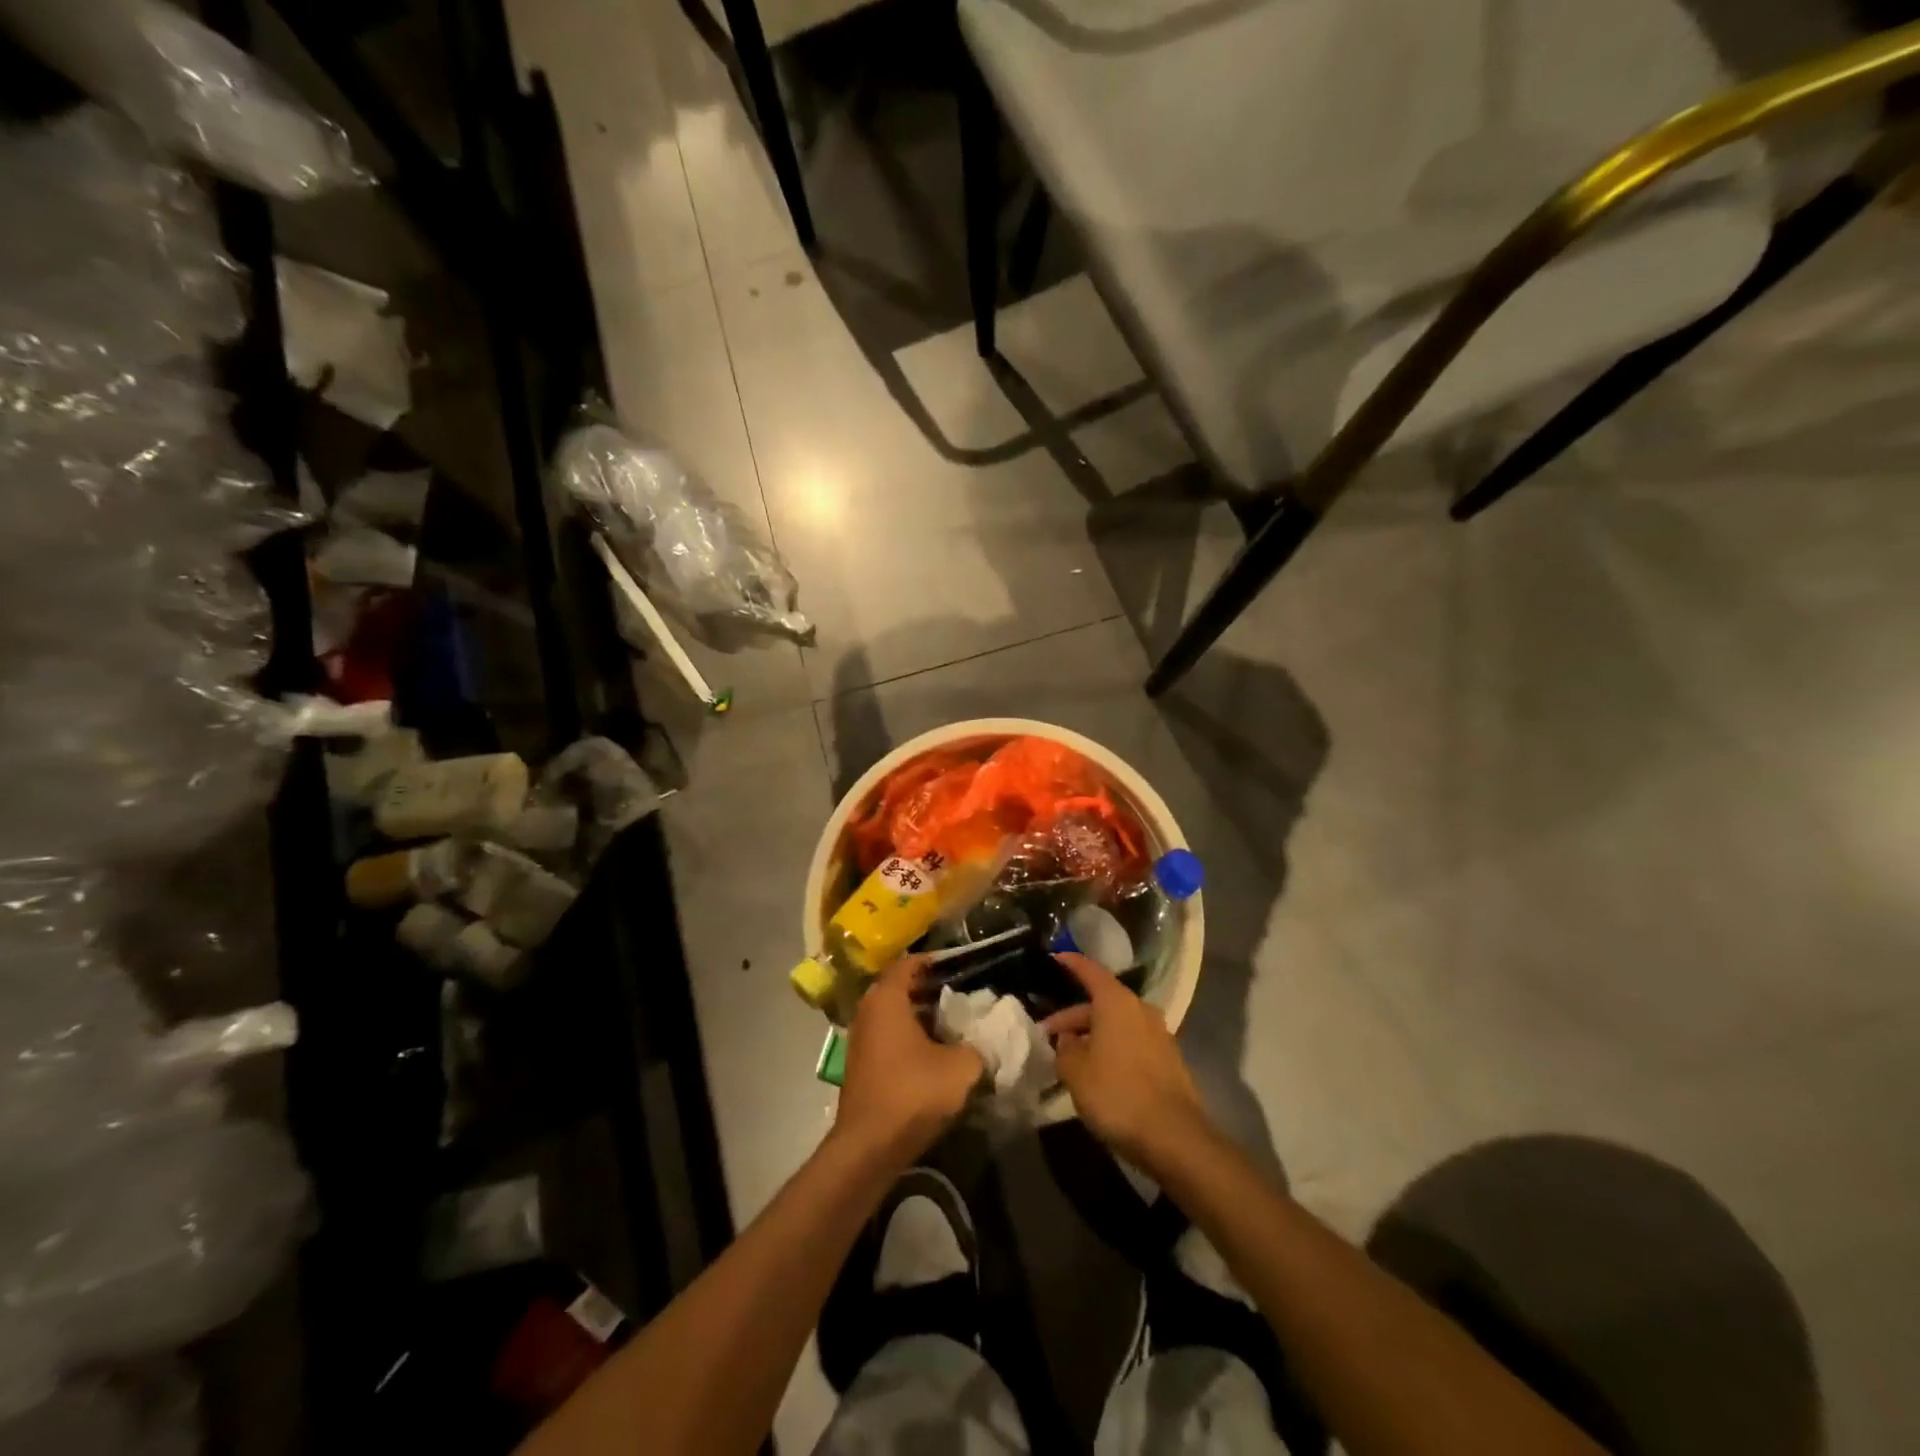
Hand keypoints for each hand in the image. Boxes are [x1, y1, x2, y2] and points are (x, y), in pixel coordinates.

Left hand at [833, 956, 982, 1166]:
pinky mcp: (861, 1066)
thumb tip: (983, 1039)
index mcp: (886, 998)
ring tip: (954, 1024)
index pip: (909, 963)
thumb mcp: (961, 1067)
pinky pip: (889, 1038)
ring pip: (894, 1015)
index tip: (961, 966)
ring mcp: (860, 1039)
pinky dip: (910, 1039)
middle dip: (931, 990)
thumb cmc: (913, 1092)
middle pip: (901, 988)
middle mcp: (868, 1011)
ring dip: (921, 1017)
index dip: (935, 961)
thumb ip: (977, 1046)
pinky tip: (935, 1053)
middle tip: (963, 995)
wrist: (869, 1147)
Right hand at [1043, 953, 1210, 1170]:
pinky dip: (1112, 1049)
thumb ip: (1064, 1049)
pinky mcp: (1168, 1060)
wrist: (1174, 1137)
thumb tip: (1067, 1040)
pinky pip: (1131, 1042)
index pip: (1090, 971)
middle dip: (1074, 1017)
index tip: (1054, 959)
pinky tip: (1098, 1072)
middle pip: (1102, 1002)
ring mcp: (1159, 1035)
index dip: (1071, 964)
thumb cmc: (1117, 1094)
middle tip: (1048, 1035)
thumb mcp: (1076, 1072)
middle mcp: (1141, 1010)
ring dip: (1093, 1035)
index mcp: (1117, 1002)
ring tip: (1070, 1057)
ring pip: (1117, 1024)